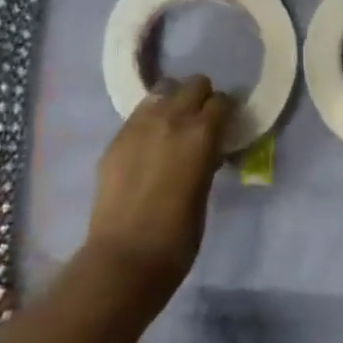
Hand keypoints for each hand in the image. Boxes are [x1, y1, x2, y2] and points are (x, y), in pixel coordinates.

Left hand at [86, 75, 232, 290]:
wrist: (124, 257)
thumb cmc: (177, 238)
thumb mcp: (204, 192)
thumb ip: (206, 159)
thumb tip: (209, 148)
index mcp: (201, 134)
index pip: (222, 101)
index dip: (226, 112)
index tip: (226, 125)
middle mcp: (171, 118)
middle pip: (194, 84)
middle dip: (202, 98)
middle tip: (201, 121)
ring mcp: (139, 124)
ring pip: (163, 90)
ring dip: (174, 101)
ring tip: (173, 126)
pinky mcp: (117, 137)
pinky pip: (139, 113)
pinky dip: (150, 120)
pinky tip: (148, 144)